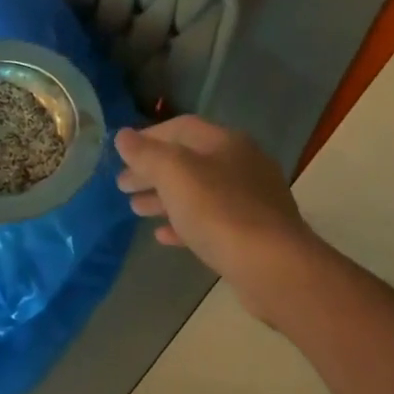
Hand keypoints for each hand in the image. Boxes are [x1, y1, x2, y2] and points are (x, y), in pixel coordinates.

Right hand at [115, 116, 323, 319]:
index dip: (149, 136)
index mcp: (227, 143)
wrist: (271, 266)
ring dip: (164, 198)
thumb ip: (147, 154)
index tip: (121, 153)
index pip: (182, 127)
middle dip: (153, 171)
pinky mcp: (251, 234)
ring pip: (198, 193)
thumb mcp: (175, 174)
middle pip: (189, 161)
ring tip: (135, 209)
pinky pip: (210, 222)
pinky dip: (184, 224)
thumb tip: (123, 136)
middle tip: (122, 185)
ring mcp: (250, 201)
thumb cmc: (219, 211)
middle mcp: (242, 165)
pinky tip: (162, 236)